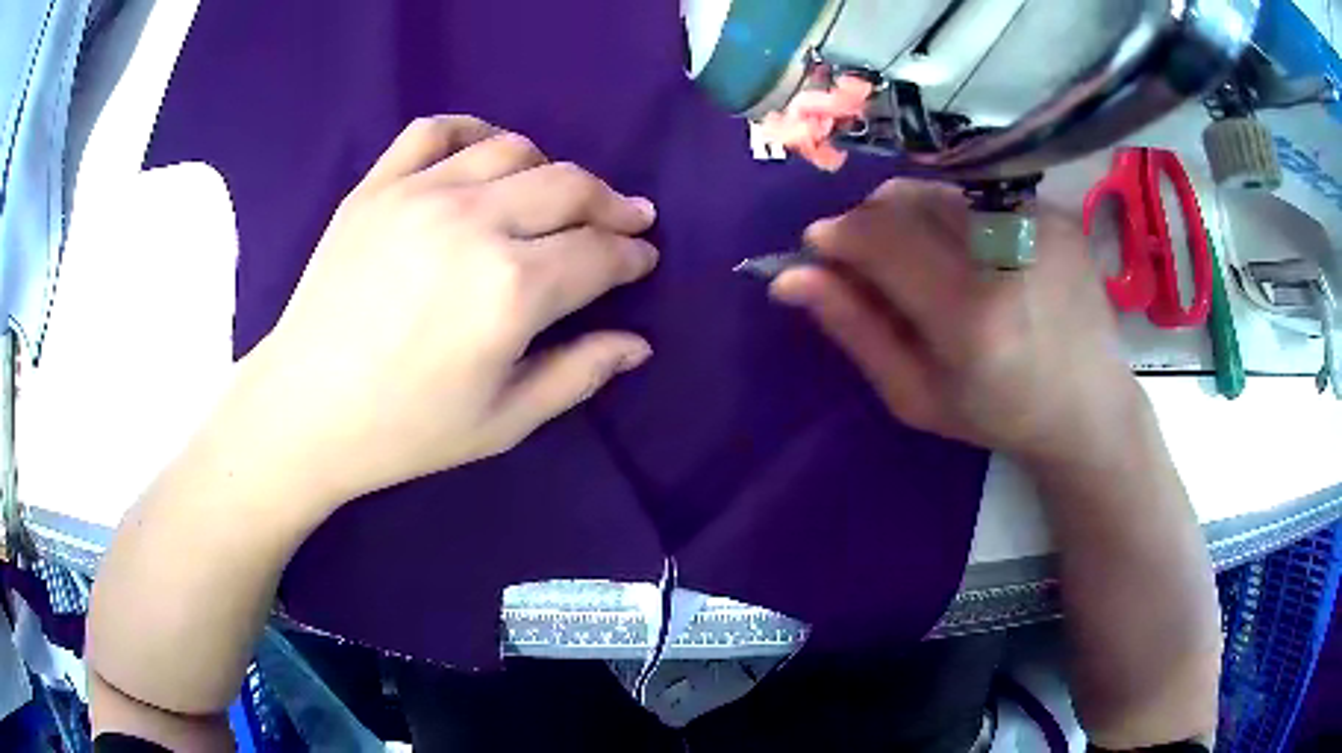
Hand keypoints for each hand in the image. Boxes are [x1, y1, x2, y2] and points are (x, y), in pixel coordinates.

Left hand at [241, 116, 658, 504]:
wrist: (304, 409)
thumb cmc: (405, 429)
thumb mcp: (504, 423)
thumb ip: (579, 374)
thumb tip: (638, 344)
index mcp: (512, 290)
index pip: (599, 254)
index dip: (632, 255)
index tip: (642, 258)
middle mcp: (474, 224)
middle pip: (570, 186)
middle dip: (611, 204)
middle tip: (624, 219)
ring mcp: (420, 194)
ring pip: (513, 150)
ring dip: (551, 169)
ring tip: (555, 195)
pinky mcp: (377, 186)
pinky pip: (435, 130)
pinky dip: (472, 133)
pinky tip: (482, 156)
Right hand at [771, 179, 1137, 465]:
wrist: (1089, 407)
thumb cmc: (998, 414)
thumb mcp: (915, 395)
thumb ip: (854, 330)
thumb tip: (789, 277)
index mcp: (969, 316)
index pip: (878, 237)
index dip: (837, 235)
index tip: (821, 249)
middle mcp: (1006, 255)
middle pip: (905, 201)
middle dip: (871, 222)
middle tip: (876, 262)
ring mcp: (1038, 224)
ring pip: (941, 191)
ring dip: (915, 217)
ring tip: (934, 263)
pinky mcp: (1056, 213)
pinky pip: (982, 195)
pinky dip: (961, 218)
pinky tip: (981, 259)